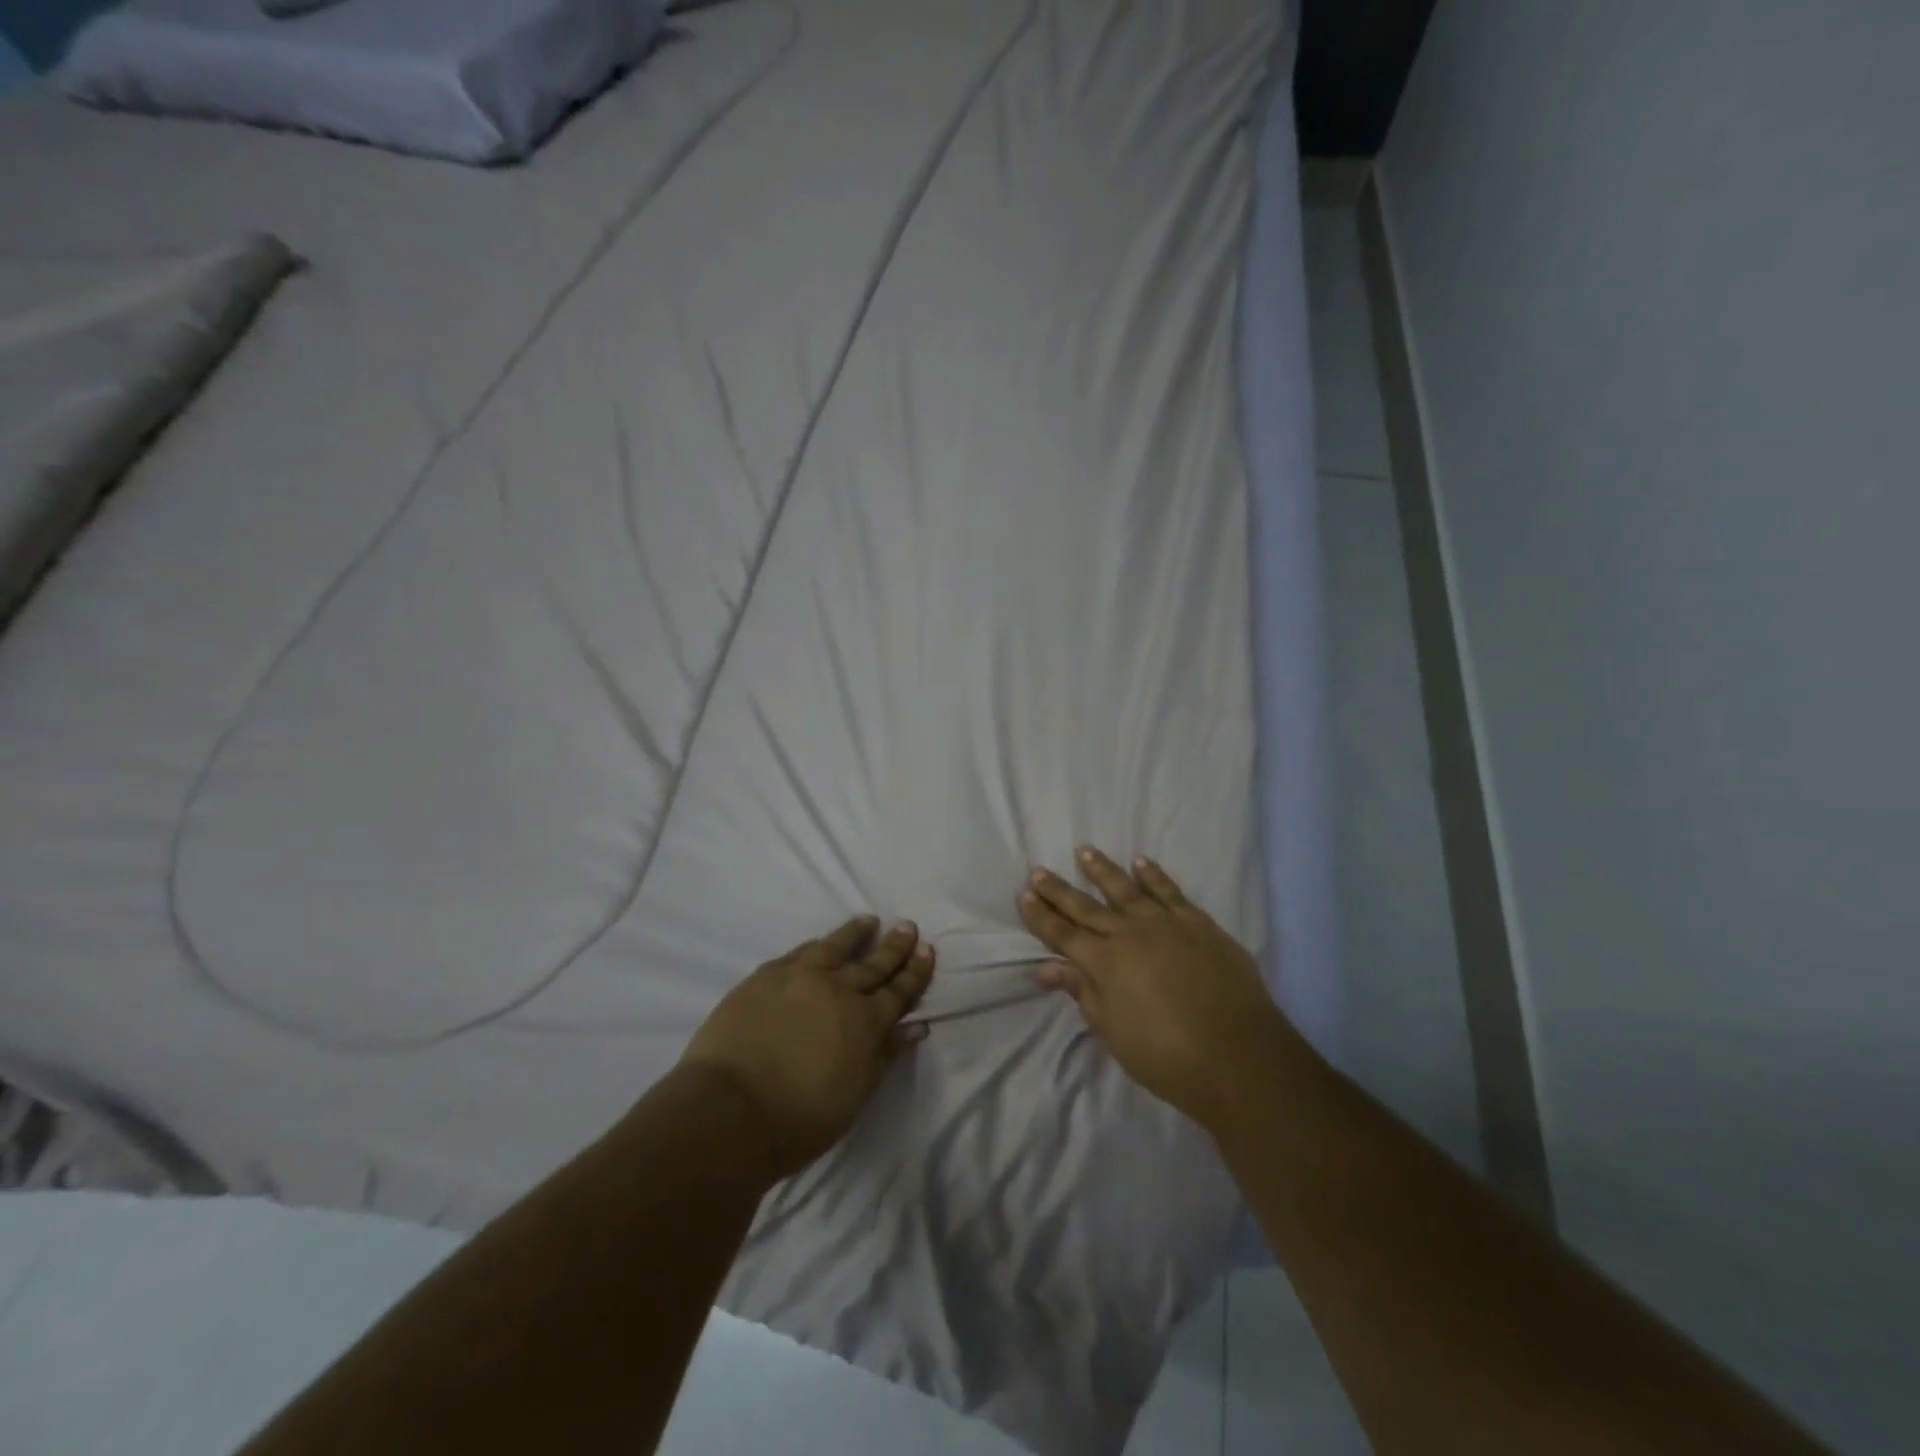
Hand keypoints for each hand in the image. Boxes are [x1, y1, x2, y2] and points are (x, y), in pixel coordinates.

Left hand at [679, 917, 934, 1180]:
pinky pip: (799, 953)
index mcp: (865, 1022)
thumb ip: (885, 1055)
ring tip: (869, 921)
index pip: (898, 991)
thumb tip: (914, 1026)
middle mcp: (838, 990)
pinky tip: (820, 942)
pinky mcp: (765, 977)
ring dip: (855, 934)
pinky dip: (816, 945)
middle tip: (908, 926)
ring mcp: (800, 978)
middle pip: (872, 964)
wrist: (730, 1110)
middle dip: (893, 946)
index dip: (915, 972)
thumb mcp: (856, 1094)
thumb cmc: (800, 1118)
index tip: (927, 949)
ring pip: (834, 947)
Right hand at [1019, 847, 1294, 1131]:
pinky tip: (1141, 862)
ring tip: (1084, 851)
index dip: (1041, 916)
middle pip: (1086, 907)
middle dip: (1059, 890)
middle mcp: (1129, 934)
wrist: (1237, 1055)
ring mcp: (1166, 924)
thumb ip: (1082, 992)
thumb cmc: (1165, 1055)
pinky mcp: (1199, 924)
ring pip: (1126, 889)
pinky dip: (1154, 875)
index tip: (1023, 894)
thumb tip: (1047, 968)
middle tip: (1039, 870)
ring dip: (1102, 870)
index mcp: (1104, 962)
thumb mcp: (1112, 1031)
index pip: (1063, 934)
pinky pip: (1170, 892)